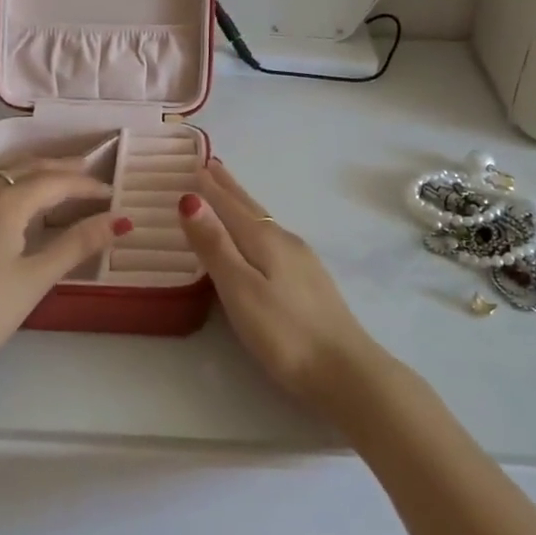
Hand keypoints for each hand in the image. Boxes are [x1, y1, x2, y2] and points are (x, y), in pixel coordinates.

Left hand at [0, 152, 130, 384]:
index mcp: (7, 203)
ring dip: (16, 163)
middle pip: (24, 167)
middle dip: (58, 167)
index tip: (109, 194)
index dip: (86, 186)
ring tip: (37, 166)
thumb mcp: (34, 280)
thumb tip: (119, 219)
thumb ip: (76, 244)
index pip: (56, 183)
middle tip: (84, 172)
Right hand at [178, 159, 383, 415]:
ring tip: (228, 195)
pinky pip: (273, 240)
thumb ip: (215, 246)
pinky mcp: (309, 282)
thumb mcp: (240, 290)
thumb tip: (189, 199)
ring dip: (242, 206)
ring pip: (263, 223)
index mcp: (265, 240)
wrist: (346, 371)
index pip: (231, 205)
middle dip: (229, 188)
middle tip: (212, 166)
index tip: (195, 162)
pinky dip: (256, 228)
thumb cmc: (285, 333)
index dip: (211, 186)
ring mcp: (302, 261)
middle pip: (250, 208)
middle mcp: (285, 241)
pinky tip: (259, 240)